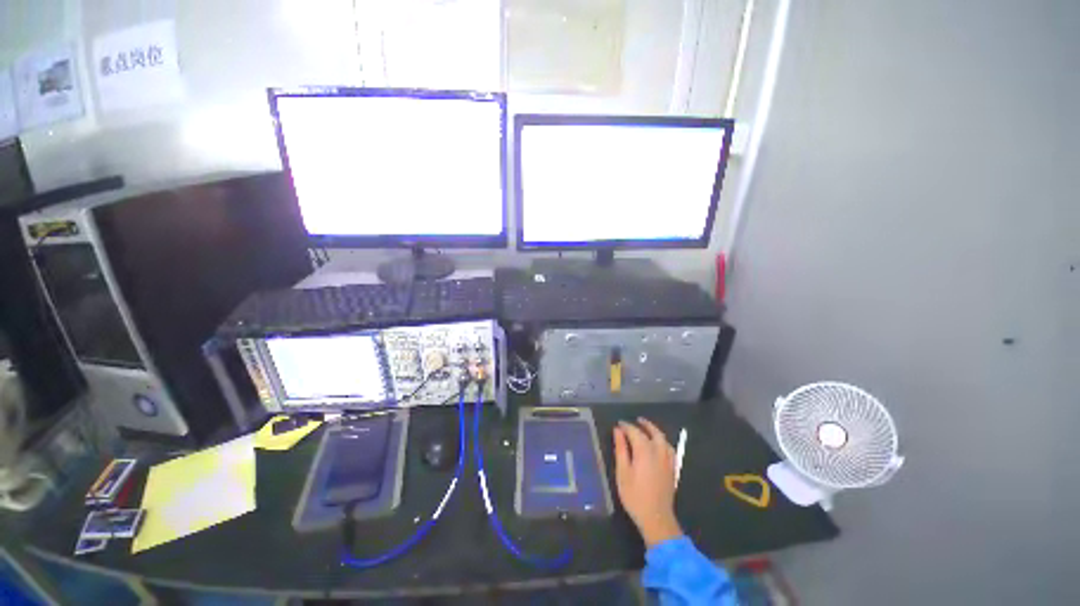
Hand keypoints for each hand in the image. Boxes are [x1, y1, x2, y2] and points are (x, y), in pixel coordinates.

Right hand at [613, 418, 682, 547]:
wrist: (656, 518)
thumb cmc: (635, 495)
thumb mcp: (622, 472)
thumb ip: (621, 449)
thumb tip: (618, 431)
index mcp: (645, 451)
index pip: (635, 432)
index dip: (626, 426)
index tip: (618, 424)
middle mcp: (659, 452)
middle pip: (654, 432)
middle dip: (645, 424)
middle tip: (636, 420)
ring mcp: (668, 461)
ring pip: (664, 439)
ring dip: (655, 431)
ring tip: (647, 428)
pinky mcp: (673, 469)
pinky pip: (669, 449)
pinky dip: (663, 442)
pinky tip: (660, 445)